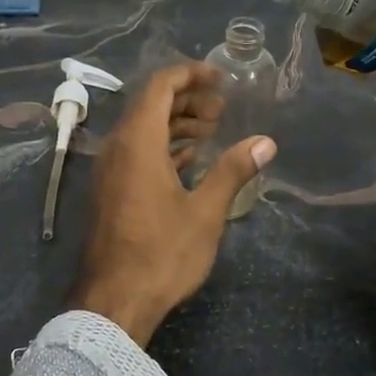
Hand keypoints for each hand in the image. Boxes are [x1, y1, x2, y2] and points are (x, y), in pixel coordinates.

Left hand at [68, 62, 277, 345]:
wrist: (113, 301)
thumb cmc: (162, 253)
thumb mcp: (205, 212)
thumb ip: (233, 171)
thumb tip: (266, 142)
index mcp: (138, 141)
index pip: (160, 85)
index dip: (191, 74)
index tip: (221, 79)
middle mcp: (117, 147)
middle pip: (150, 104)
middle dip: (187, 99)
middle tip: (222, 108)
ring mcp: (110, 170)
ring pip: (142, 129)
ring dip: (176, 123)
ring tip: (213, 130)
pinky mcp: (110, 191)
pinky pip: (135, 152)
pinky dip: (162, 146)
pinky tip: (189, 159)